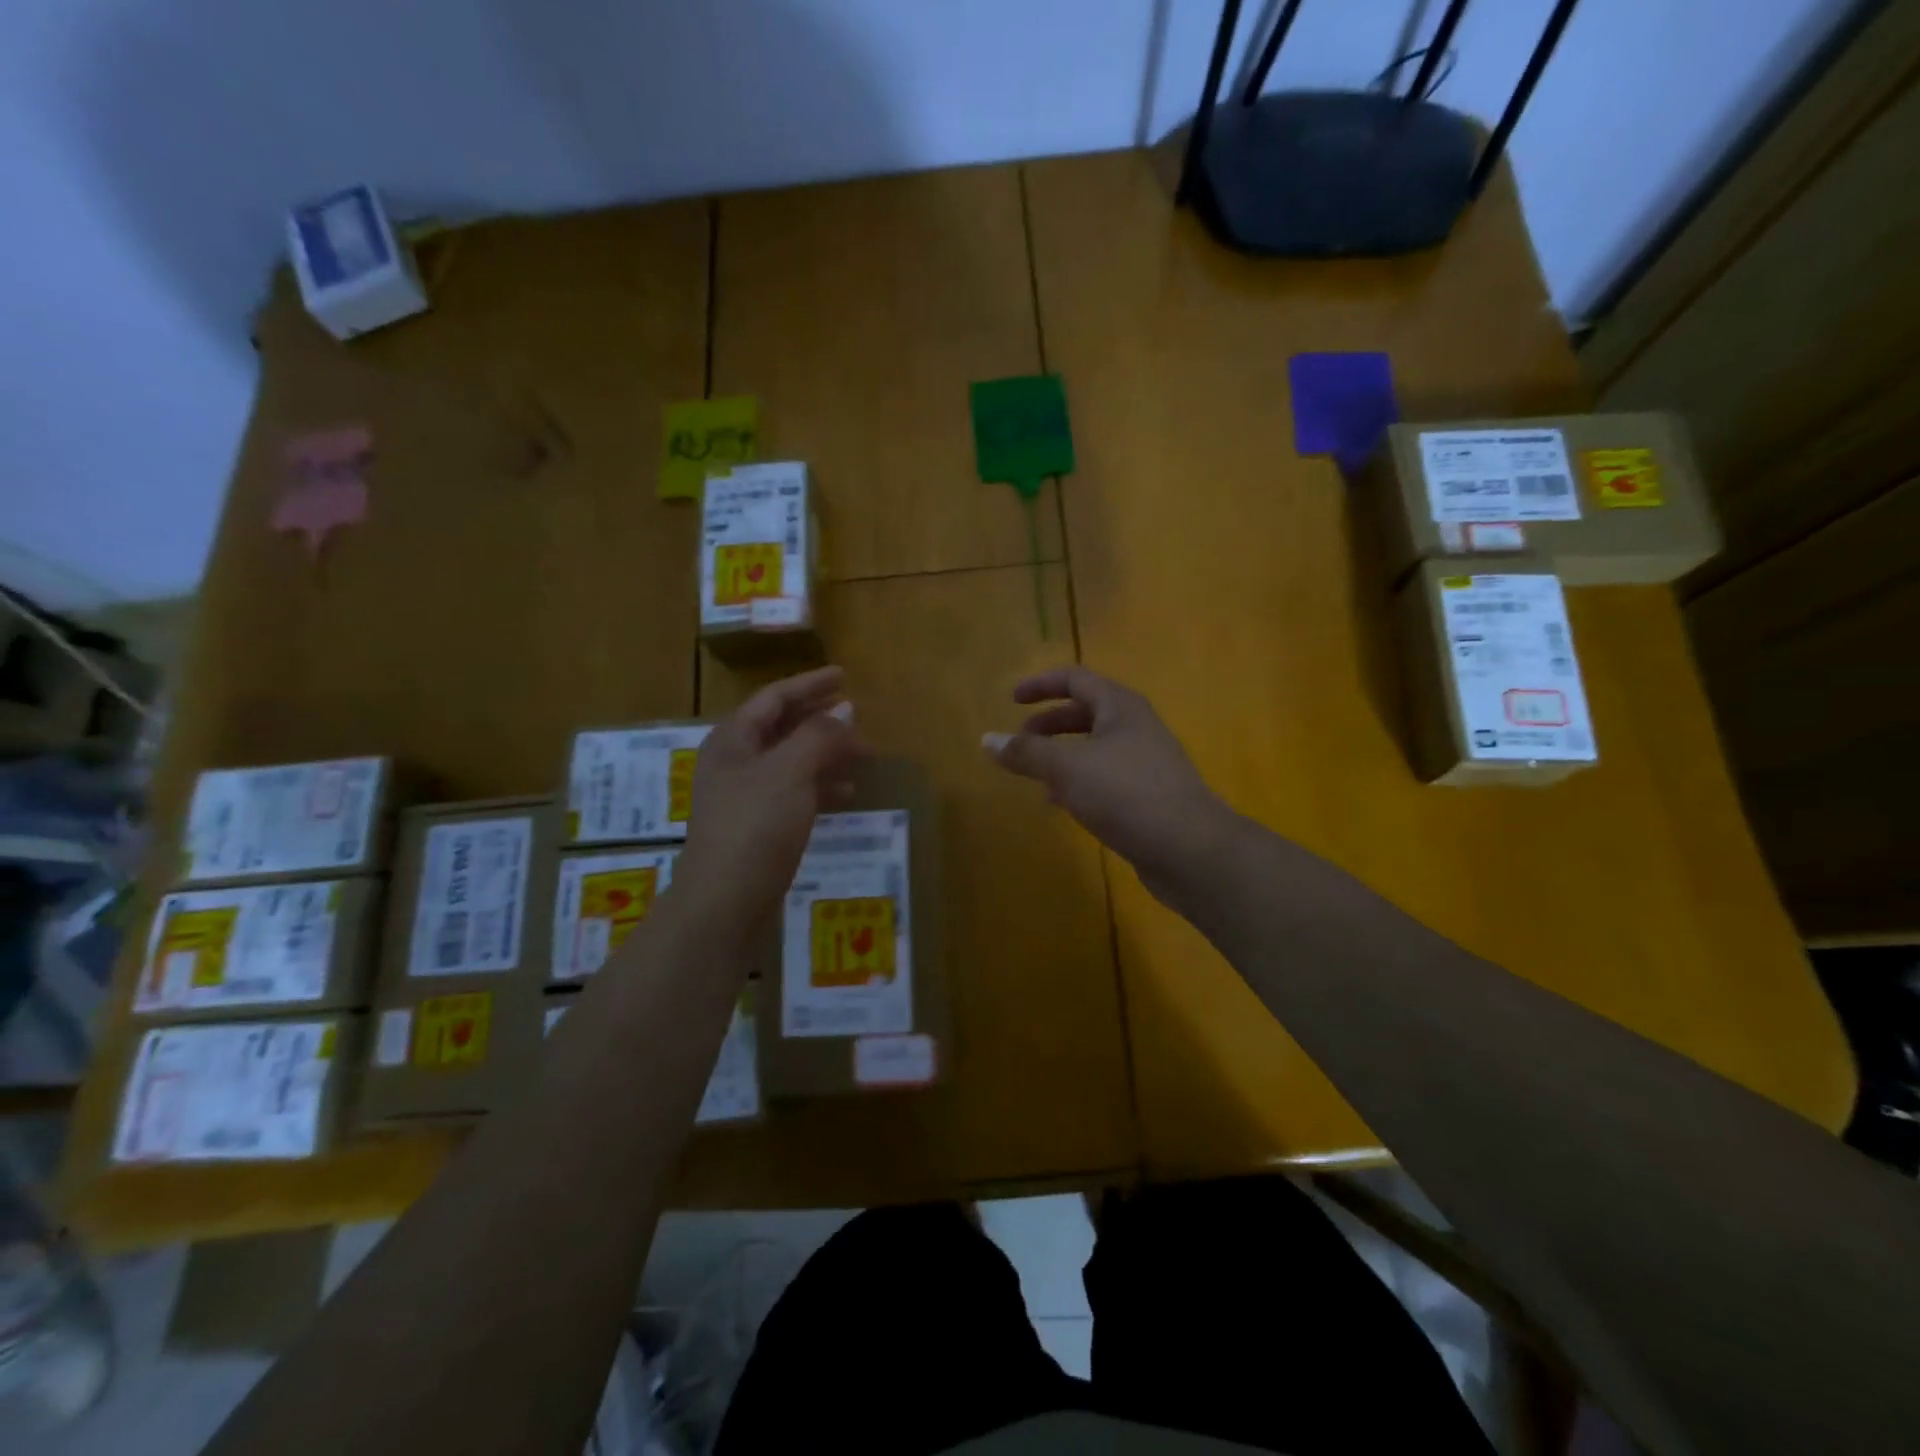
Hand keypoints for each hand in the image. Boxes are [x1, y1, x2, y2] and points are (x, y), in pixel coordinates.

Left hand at [678, 666, 864, 933]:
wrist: (725, 902)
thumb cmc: (754, 826)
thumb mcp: (790, 771)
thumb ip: (819, 736)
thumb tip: (846, 712)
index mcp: (733, 740)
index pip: (774, 698)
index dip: (810, 684)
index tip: (843, 675)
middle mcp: (736, 762)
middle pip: (782, 727)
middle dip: (821, 718)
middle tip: (857, 712)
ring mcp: (746, 796)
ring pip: (792, 760)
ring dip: (826, 752)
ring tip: (862, 754)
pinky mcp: (759, 826)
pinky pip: (795, 792)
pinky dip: (821, 785)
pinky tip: (847, 792)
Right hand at [986, 666, 1234, 902]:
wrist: (1191, 849)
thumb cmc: (1126, 794)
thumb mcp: (1067, 768)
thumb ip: (1026, 753)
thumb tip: (987, 740)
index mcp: (1119, 707)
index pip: (1075, 679)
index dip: (1041, 684)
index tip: (1011, 700)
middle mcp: (1135, 727)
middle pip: (1085, 712)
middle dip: (1049, 723)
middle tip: (1020, 742)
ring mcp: (1145, 762)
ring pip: (1094, 747)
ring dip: (1061, 755)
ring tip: (1034, 775)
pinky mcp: (1148, 795)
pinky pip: (1104, 776)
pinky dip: (1078, 781)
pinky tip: (1062, 804)